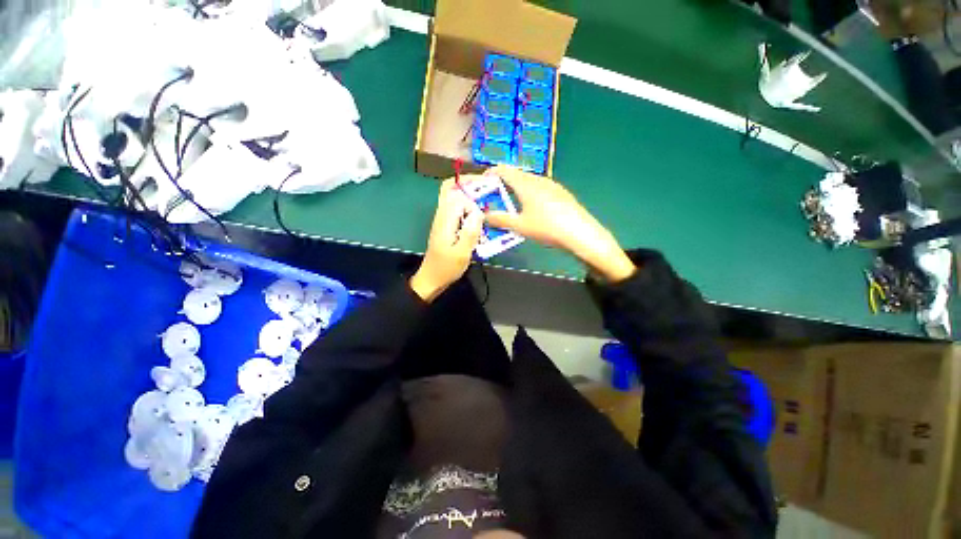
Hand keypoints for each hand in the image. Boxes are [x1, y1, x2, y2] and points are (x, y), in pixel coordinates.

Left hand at [410, 178, 484, 301]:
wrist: (432, 278)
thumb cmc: (447, 268)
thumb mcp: (462, 253)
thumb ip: (470, 231)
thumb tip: (479, 211)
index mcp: (445, 220)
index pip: (458, 196)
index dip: (473, 199)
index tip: (487, 205)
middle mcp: (442, 215)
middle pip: (450, 188)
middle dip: (469, 185)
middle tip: (487, 189)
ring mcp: (442, 219)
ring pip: (453, 197)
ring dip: (469, 196)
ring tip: (486, 203)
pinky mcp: (445, 225)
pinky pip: (456, 209)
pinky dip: (467, 207)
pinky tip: (478, 219)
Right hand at [484, 166, 635, 282]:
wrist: (580, 232)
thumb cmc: (546, 227)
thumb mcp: (520, 226)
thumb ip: (500, 219)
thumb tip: (485, 215)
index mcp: (525, 184)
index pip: (503, 170)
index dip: (490, 173)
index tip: (483, 182)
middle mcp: (538, 179)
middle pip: (516, 174)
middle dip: (502, 183)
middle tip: (494, 196)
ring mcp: (551, 185)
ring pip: (528, 181)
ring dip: (516, 188)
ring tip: (511, 204)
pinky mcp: (560, 192)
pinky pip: (539, 188)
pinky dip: (529, 193)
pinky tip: (532, 208)